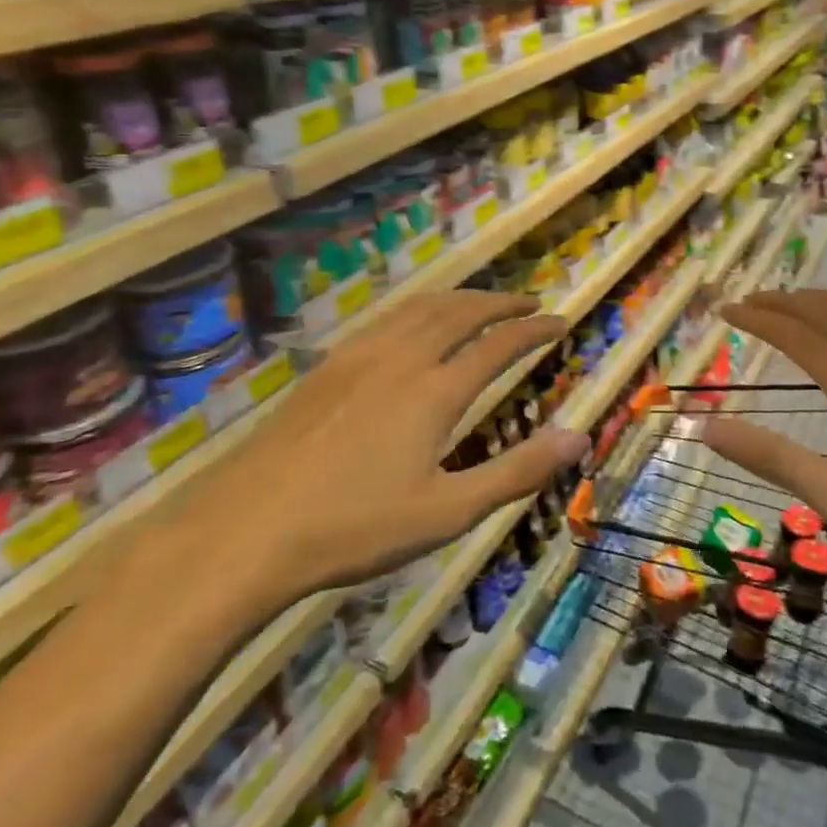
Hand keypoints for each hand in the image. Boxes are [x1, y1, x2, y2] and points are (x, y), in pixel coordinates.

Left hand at [137, 293, 585, 636]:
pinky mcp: (329, 366)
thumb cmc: (355, 528)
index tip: (561, 321)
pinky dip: (420, 307)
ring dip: (462, 298)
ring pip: (421, 307)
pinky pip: (388, 318)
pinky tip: (416, 322)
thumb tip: (579, 436)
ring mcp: (359, 357)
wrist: (246, 529)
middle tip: (531, 302)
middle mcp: (402, 358)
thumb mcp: (448, 512)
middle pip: (462, 312)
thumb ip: (517, 471)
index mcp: (435, 391)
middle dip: (502, 302)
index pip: (499, 343)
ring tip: (484, 302)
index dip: (534, 329)